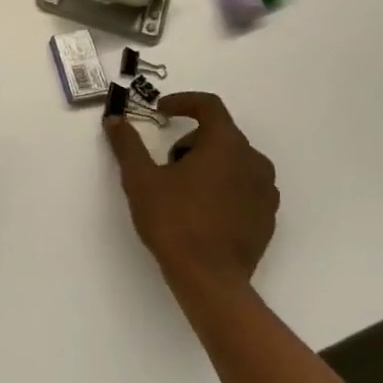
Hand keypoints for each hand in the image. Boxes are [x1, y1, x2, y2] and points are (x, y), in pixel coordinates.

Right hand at [103, 92, 278, 304]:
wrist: (210, 280)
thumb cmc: (174, 221)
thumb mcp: (141, 179)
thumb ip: (128, 144)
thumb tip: (115, 120)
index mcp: (226, 144)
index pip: (209, 105)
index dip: (183, 102)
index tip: (161, 112)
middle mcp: (253, 160)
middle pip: (220, 134)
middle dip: (190, 141)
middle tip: (166, 164)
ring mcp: (266, 190)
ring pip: (234, 161)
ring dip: (208, 164)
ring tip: (182, 190)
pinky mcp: (267, 216)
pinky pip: (245, 187)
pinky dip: (224, 187)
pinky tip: (202, 211)